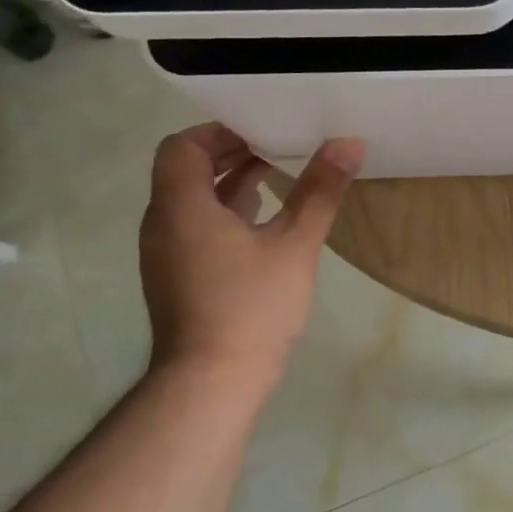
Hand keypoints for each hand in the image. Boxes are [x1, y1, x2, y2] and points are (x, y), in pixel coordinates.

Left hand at [138, 124, 364, 387]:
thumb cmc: (251, 305)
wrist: (212, 382)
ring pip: (192, 200)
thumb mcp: (295, 243)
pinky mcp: (178, 278)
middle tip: (275, 143)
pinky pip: (196, 227)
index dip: (218, 131)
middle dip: (229, 153)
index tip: (260, 128)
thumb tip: (349, 143)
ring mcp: (167, 254)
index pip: (182, 147)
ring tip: (276, 173)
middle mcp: (163, 224)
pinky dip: (226, 212)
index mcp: (182, 207)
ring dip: (229, 183)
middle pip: (185, 171)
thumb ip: (320, 190)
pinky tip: (265, 221)